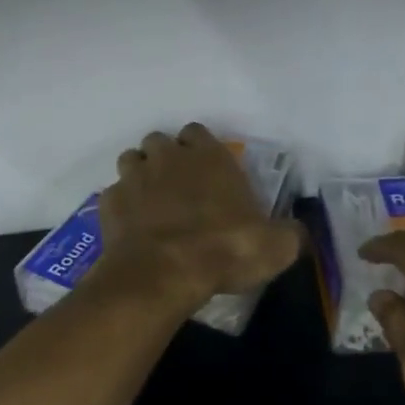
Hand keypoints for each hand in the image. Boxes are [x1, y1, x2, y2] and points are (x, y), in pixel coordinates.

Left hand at [89, 124, 301, 315]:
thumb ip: (288, 233)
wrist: (164, 273)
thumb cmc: (225, 249)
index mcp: (208, 156)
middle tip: (178, 189)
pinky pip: (114, 195)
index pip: (198, 132)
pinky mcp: (109, 202)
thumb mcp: (276, 246)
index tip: (207, 172)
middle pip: (160, 142)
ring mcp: (133, 177)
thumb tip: (296, 232)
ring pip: (131, 160)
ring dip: (140, 175)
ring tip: (152, 203)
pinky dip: (122, 206)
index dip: (200, 149)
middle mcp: (167, 157)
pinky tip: (132, 227)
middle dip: (166, 158)